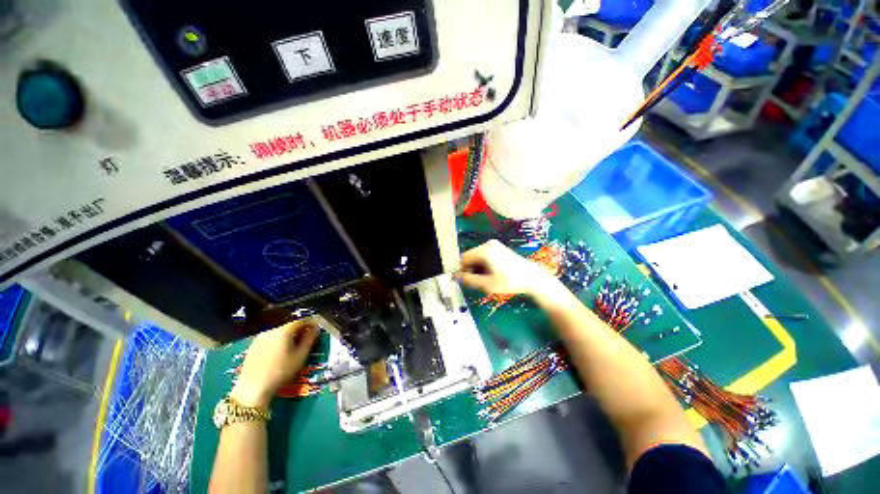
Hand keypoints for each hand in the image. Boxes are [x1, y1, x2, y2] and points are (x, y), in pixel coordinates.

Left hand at [230, 321, 318, 408]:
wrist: (253, 389)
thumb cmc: (281, 372)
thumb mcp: (301, 355)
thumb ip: (310, 339)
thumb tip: (315, 329)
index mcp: (284, 331)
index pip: (301, 321)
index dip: (310, 324)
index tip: (315, 329)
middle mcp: (271, 331)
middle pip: (289, 326)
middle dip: (299, 331)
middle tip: (306, 340)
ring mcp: (260, 339)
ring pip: (279, 333)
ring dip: (288, 337)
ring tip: (293, 349)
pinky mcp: (252, 347)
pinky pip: (270, 340)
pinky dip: (277, 343)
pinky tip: (279, 355)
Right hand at [456, 240, 559, 296]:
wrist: (532, 277)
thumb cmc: (510, 281)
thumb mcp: (488, 284)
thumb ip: (470, 280)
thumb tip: (459, 277)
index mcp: (484, 251)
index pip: (464, 258)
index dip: (462, 270)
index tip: (467, 280)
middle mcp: (488, 244)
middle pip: (470, 256)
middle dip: (471, 269)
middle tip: (478, 281)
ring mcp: (494, 245)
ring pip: (477, 256)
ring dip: (478, 267)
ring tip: (486, 279)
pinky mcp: (499, 248)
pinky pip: (484, 255)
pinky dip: (484, 264)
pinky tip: (491, 273)